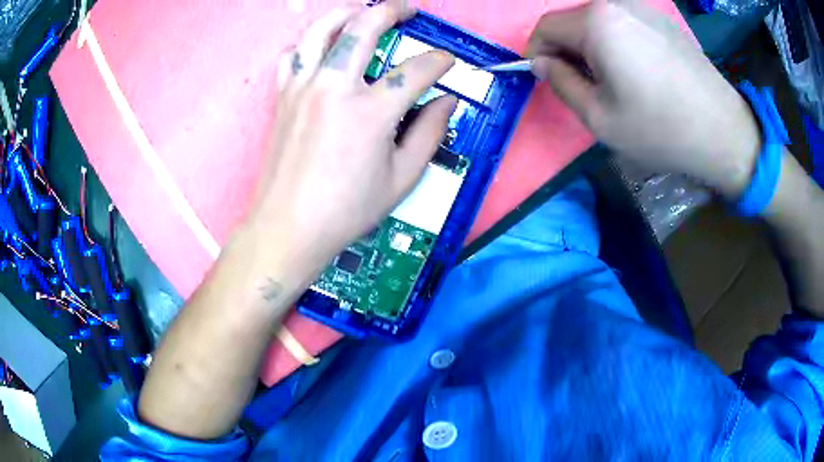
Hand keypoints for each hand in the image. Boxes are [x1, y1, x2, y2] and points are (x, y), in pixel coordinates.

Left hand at [250, 1, 456, 269]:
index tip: (447, 61)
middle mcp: (334, 88)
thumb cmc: (346, 210)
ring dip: (346, 14)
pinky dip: (308, 45)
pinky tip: (320, 51)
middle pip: (365, 28)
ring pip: (321, 30)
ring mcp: (303, 88)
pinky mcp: (283, 97)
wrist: (288, 227)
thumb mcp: (402, 179)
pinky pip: (293, 56)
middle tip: (409, 9)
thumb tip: (447, 101)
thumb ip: (430, 133)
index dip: (439, 61)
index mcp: (370, 112)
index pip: (416, 70)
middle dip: (393, 10)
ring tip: (362, 12)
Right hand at [526, 0, 760, 197]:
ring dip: (593, 47)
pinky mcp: (662, 20)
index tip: (548, 80)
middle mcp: (616, 3)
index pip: (545, 27)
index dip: (537, 53)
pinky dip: (617, 42)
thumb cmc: (661, 129)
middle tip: (584, 86)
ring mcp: (643, 8)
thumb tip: (542, 63)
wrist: (723, 132)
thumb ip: (560, 83)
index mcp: (596, 21)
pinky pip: (624, 24)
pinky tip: (638, 72)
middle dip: (567, 50)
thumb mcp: (599, 118)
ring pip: (598, 21)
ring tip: (614, 81)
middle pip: (572, 21)